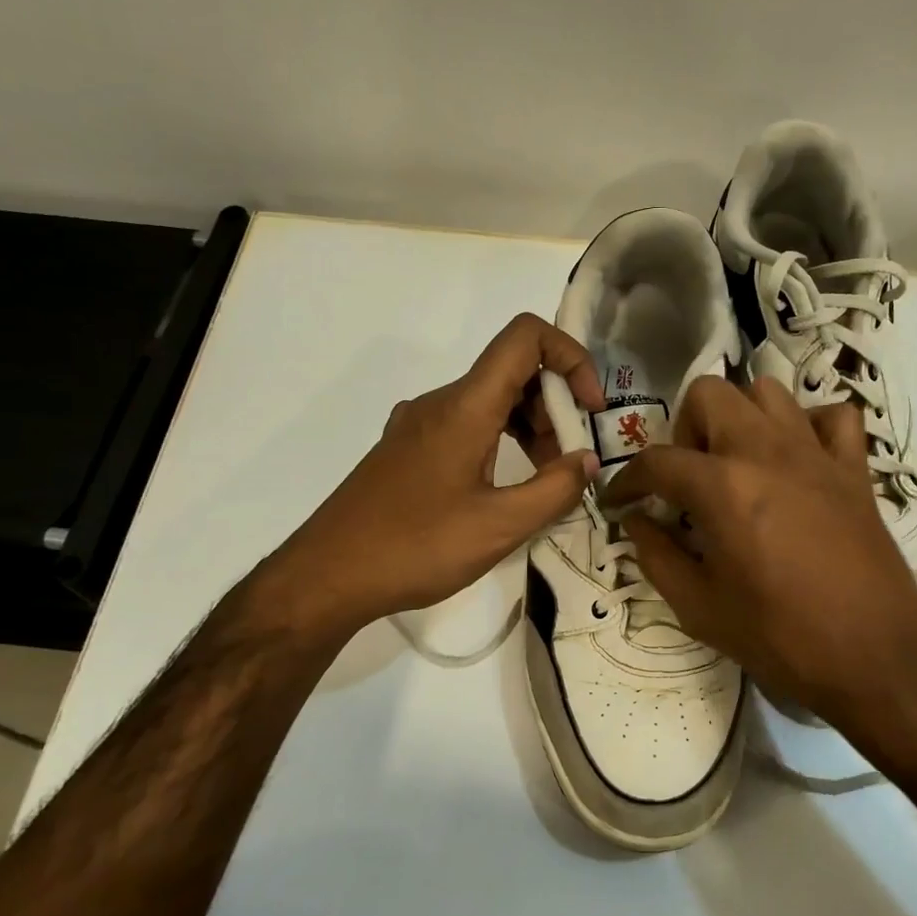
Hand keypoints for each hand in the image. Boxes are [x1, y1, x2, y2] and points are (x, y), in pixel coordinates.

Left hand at [269, 313, 604, 631]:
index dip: (571, 358)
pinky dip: (500, 442)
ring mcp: (418, 424)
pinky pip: (467, 425)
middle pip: (513, 372)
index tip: (590, 410)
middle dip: (556, 407)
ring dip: (529, 429)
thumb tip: (587, 461)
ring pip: (490, 402)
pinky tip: (505, 490)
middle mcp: (441, 402)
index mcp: (465, 407)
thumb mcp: (499, 527)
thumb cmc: (415, 548)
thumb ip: (554, 490)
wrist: (326, 577)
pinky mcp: (407, 449)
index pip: (525, 338)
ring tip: (545, 482)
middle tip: (570, 463)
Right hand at [606, 376, 916, 734]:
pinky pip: (833, 417)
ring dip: (741, 417)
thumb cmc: (780, 639)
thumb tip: (636, 522)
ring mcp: (816, 453)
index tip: (620, 502)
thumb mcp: (699, 608)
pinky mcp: (855, 468)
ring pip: (768, 391)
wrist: (874, 660)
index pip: (657, 461)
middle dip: (684, 429)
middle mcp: (766, 451)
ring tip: (737, 464)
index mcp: (722, 487)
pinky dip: (809, 426)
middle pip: (709, 394)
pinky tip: (798, 460)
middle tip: (688, 480)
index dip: (627, 481)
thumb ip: (657, 557)